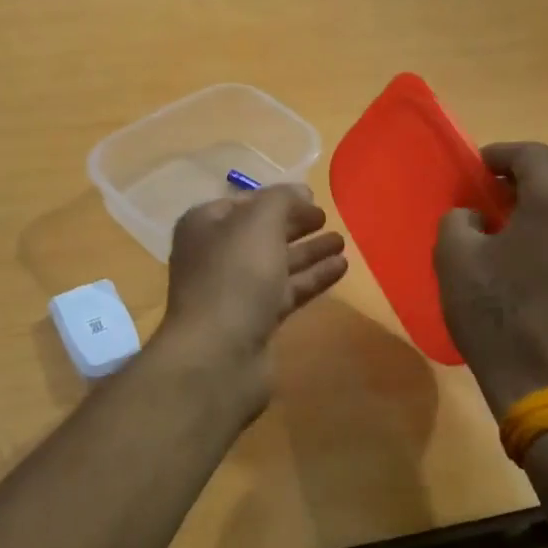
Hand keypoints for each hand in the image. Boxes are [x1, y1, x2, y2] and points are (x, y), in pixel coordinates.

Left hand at [155, 185, 347, 410]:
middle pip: (261, 233)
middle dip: (294, 225)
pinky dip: (312, 278)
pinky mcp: (254, 321)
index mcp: (205, 225)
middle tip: (328, 217)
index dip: (277, 198)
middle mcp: (215, 255)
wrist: (218, 355)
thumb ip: (282, 200)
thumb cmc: (234, 276)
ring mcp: (234, 291)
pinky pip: (287, 291)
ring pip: (276, 263)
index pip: (244, 202)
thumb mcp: (258, 222)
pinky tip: (341, 268)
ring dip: (309, 251)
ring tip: (343, 241)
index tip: (311, 197)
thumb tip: (300, 192)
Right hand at [434, 143, 547, 419]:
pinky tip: (544, 284)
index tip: (479, 167)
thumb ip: (459, 218)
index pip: (532, 155)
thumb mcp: (454, 257)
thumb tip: (478, 217)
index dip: (501, 154)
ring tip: (519, 252)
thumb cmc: (497, 313)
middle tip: (493, 211)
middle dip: (524, 193)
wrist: (547, 386)